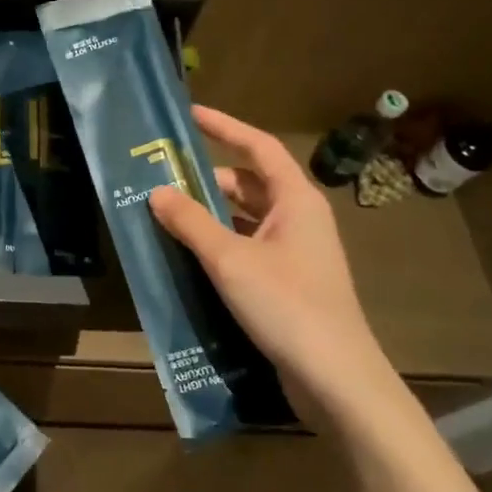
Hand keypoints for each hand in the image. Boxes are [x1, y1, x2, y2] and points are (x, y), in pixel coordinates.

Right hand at [148, 107, 411, 435]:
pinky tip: (187, 256)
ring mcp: (295, 252)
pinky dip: (218, 244)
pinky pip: (246, 247)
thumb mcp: (230, 259)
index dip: (224, 127)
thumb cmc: (287, 305)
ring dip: (209, 215)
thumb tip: (157, 191)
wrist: (335, 377)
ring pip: (245, 218)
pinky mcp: (287, 282)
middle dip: (206, 179)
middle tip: (160, 177)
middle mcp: (299, 219)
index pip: (258, 147)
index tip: (189, 114)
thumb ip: (191, 222)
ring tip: (164, 214)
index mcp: (296, 200)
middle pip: (248, 184)